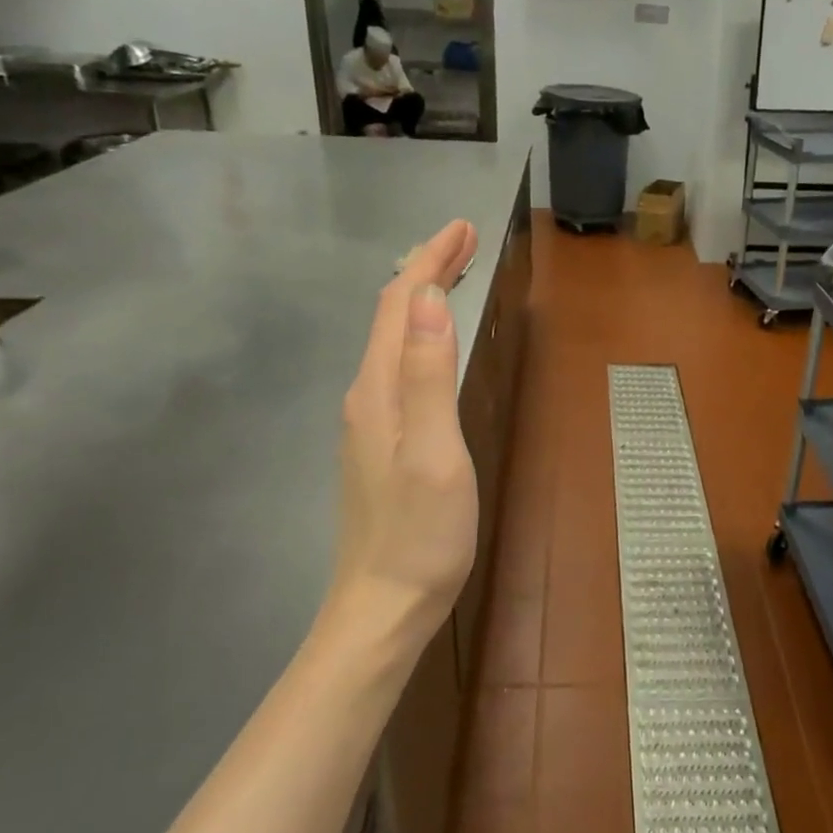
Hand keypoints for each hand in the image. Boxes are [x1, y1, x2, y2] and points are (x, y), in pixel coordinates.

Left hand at [330, 219, 479, 655]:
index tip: (463, 226)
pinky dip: (419, 334)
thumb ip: (429, 375)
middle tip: (464, 239)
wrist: (382, 607)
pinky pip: (398, 366)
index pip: (402, 303)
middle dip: (426, 269)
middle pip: (393, 315)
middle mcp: (367, 395)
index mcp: (380, 389)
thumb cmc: (420, 534)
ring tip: (452, 274)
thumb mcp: (434, 452)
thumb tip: (432, 298)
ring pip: (393, 339)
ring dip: (422, 298)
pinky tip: (431, 342)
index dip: (430, 259)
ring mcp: (369, 421)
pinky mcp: (379, 443)